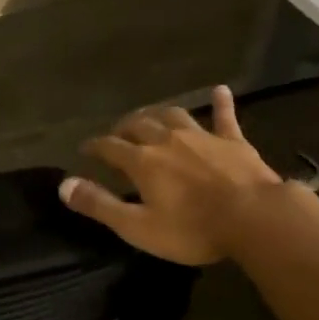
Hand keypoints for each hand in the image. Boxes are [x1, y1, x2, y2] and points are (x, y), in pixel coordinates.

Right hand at [59, 85, 282, 264]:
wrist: (255, 218)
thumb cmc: (192, 229)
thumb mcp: (137, 226)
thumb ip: (99, 204)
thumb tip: (63, 185)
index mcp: (142, 161)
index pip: (109, 146)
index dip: (94, 146)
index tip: (85, 149)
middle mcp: (167, 140)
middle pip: (138, 125)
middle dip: (123, 128)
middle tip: (117, 134)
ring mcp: (202, 136)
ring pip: (173, 115)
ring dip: (158, 114)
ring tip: (150, 118)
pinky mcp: (233, 141)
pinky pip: (224, 116)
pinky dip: (220, 103)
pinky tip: (220, 90)